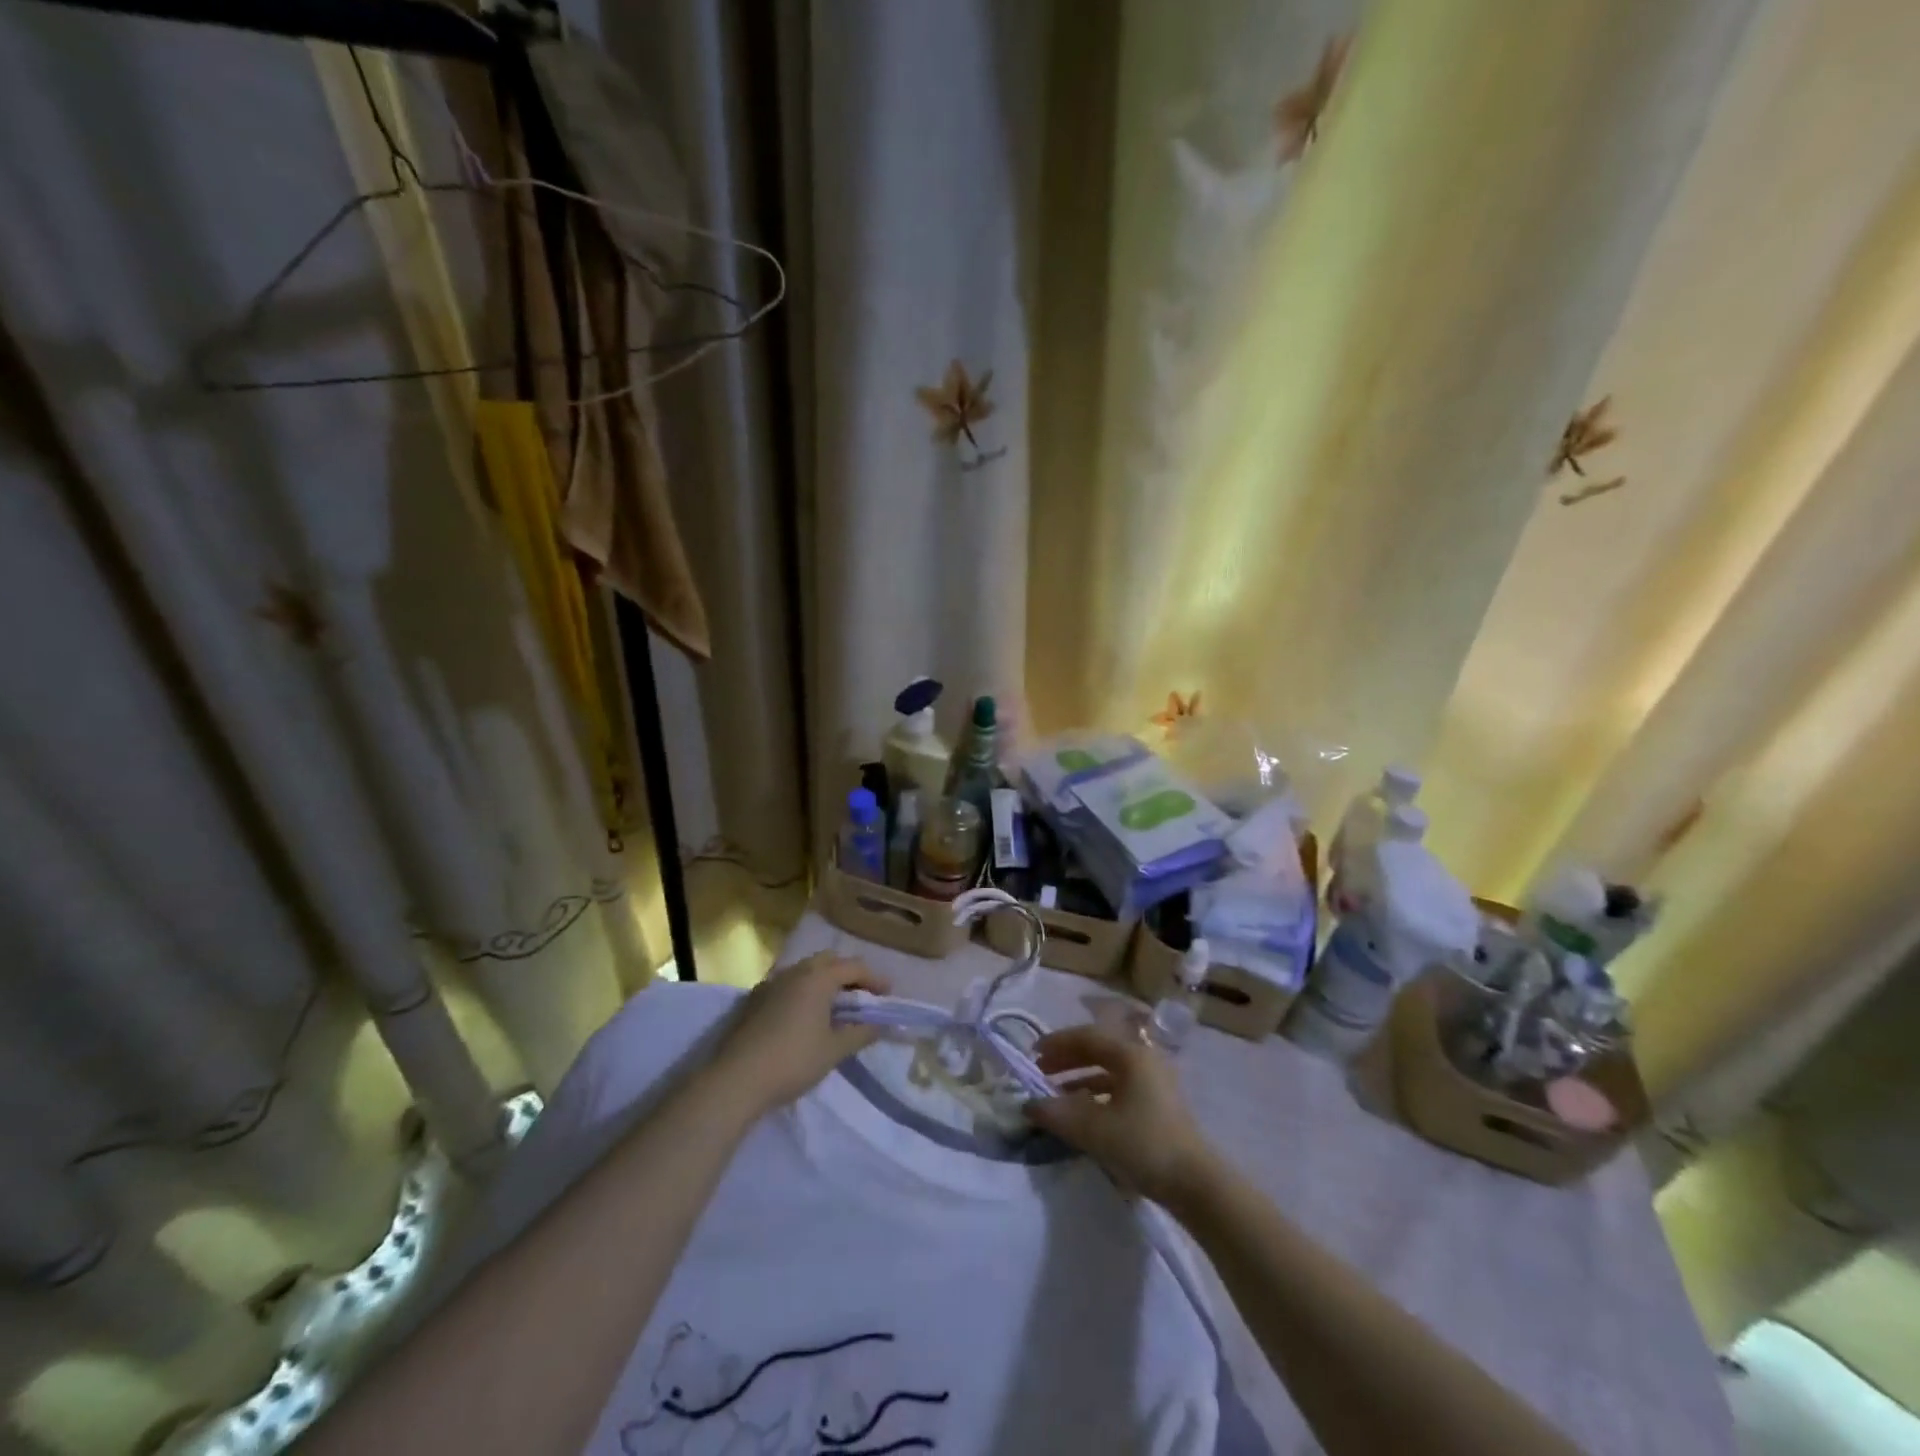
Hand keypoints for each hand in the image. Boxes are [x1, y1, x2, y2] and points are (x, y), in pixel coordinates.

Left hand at [708, 953, 890, 1115]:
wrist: (736, 1079)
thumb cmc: (793, 1060)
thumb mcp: (834, 1050)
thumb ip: (861, 1033)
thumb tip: (879, 1025)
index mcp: (818, 977)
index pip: (854, 967)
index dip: (875, 979)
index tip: (888, 995)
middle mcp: (795, 971)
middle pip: (829, 961)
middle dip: (849, 975)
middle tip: (862, 998)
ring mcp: (771, 983)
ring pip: (806, 971)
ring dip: (825, 982)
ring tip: (836, 1008)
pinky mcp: (754, 999)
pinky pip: (788, 985)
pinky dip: (805, 992)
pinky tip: (806, 1017)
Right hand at [1026, 1025, 1217, 1204]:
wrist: (1196, 1184)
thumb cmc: (1145, 1145)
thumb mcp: (1095, 1130)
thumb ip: (1058, 1114)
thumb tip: (1028, 1105)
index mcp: (1131, 1054)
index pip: (1087, 1037)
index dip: (1057, 1043)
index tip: (1032, 1054)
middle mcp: (1144, 1059)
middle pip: (1098, 1049)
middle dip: (1067, 1059)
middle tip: (1041, 1072)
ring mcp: (1154, 1081)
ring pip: (1109, 1069)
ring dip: (1080, 1077)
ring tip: (1056, 1094)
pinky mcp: (1158, 1104)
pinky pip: (1120, 1087)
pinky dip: (1097, 1093)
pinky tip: (1083, 1111)